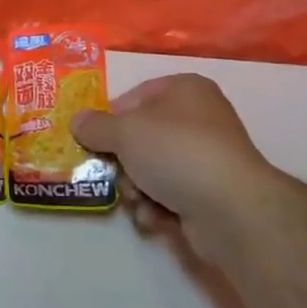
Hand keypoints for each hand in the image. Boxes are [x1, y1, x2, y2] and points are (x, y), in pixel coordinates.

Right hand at [71, 75, 285, 261]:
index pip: (135, 97)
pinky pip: (169, 194)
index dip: (111, 119)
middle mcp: (199, 118)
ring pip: (152, 169)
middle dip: (123, 162)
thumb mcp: (125, 132)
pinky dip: (157, 207)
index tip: (93, 140)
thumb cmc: (175, 152)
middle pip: (141, 137)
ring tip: (139, 200)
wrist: (230, 208)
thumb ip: (96, 126)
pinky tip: (156, 218)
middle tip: (115, 175)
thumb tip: (76, 121)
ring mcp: (207, 157)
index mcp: (185, 89)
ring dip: (137, 188)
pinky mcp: (210, 193)